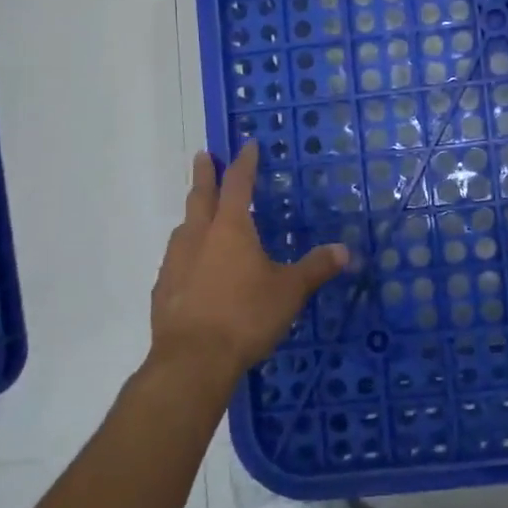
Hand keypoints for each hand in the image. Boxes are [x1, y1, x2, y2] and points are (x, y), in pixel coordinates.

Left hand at [148, 143, 349, 384]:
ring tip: (198, 215)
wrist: (192, 361)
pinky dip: (185, 253)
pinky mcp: (163, 291)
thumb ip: (315, 268)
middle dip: (204, 174)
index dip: (244, 164)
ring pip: (183, 228)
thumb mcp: (290, 291)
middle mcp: (199, 237)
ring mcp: (175, 264)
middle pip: (200, 197)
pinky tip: (192, 268)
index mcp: (231, 229)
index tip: (247, 146)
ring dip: (192, 215)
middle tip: (203, 156)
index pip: (237, 185)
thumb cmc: (246, 316)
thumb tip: (345, 250)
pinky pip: (175, 260)